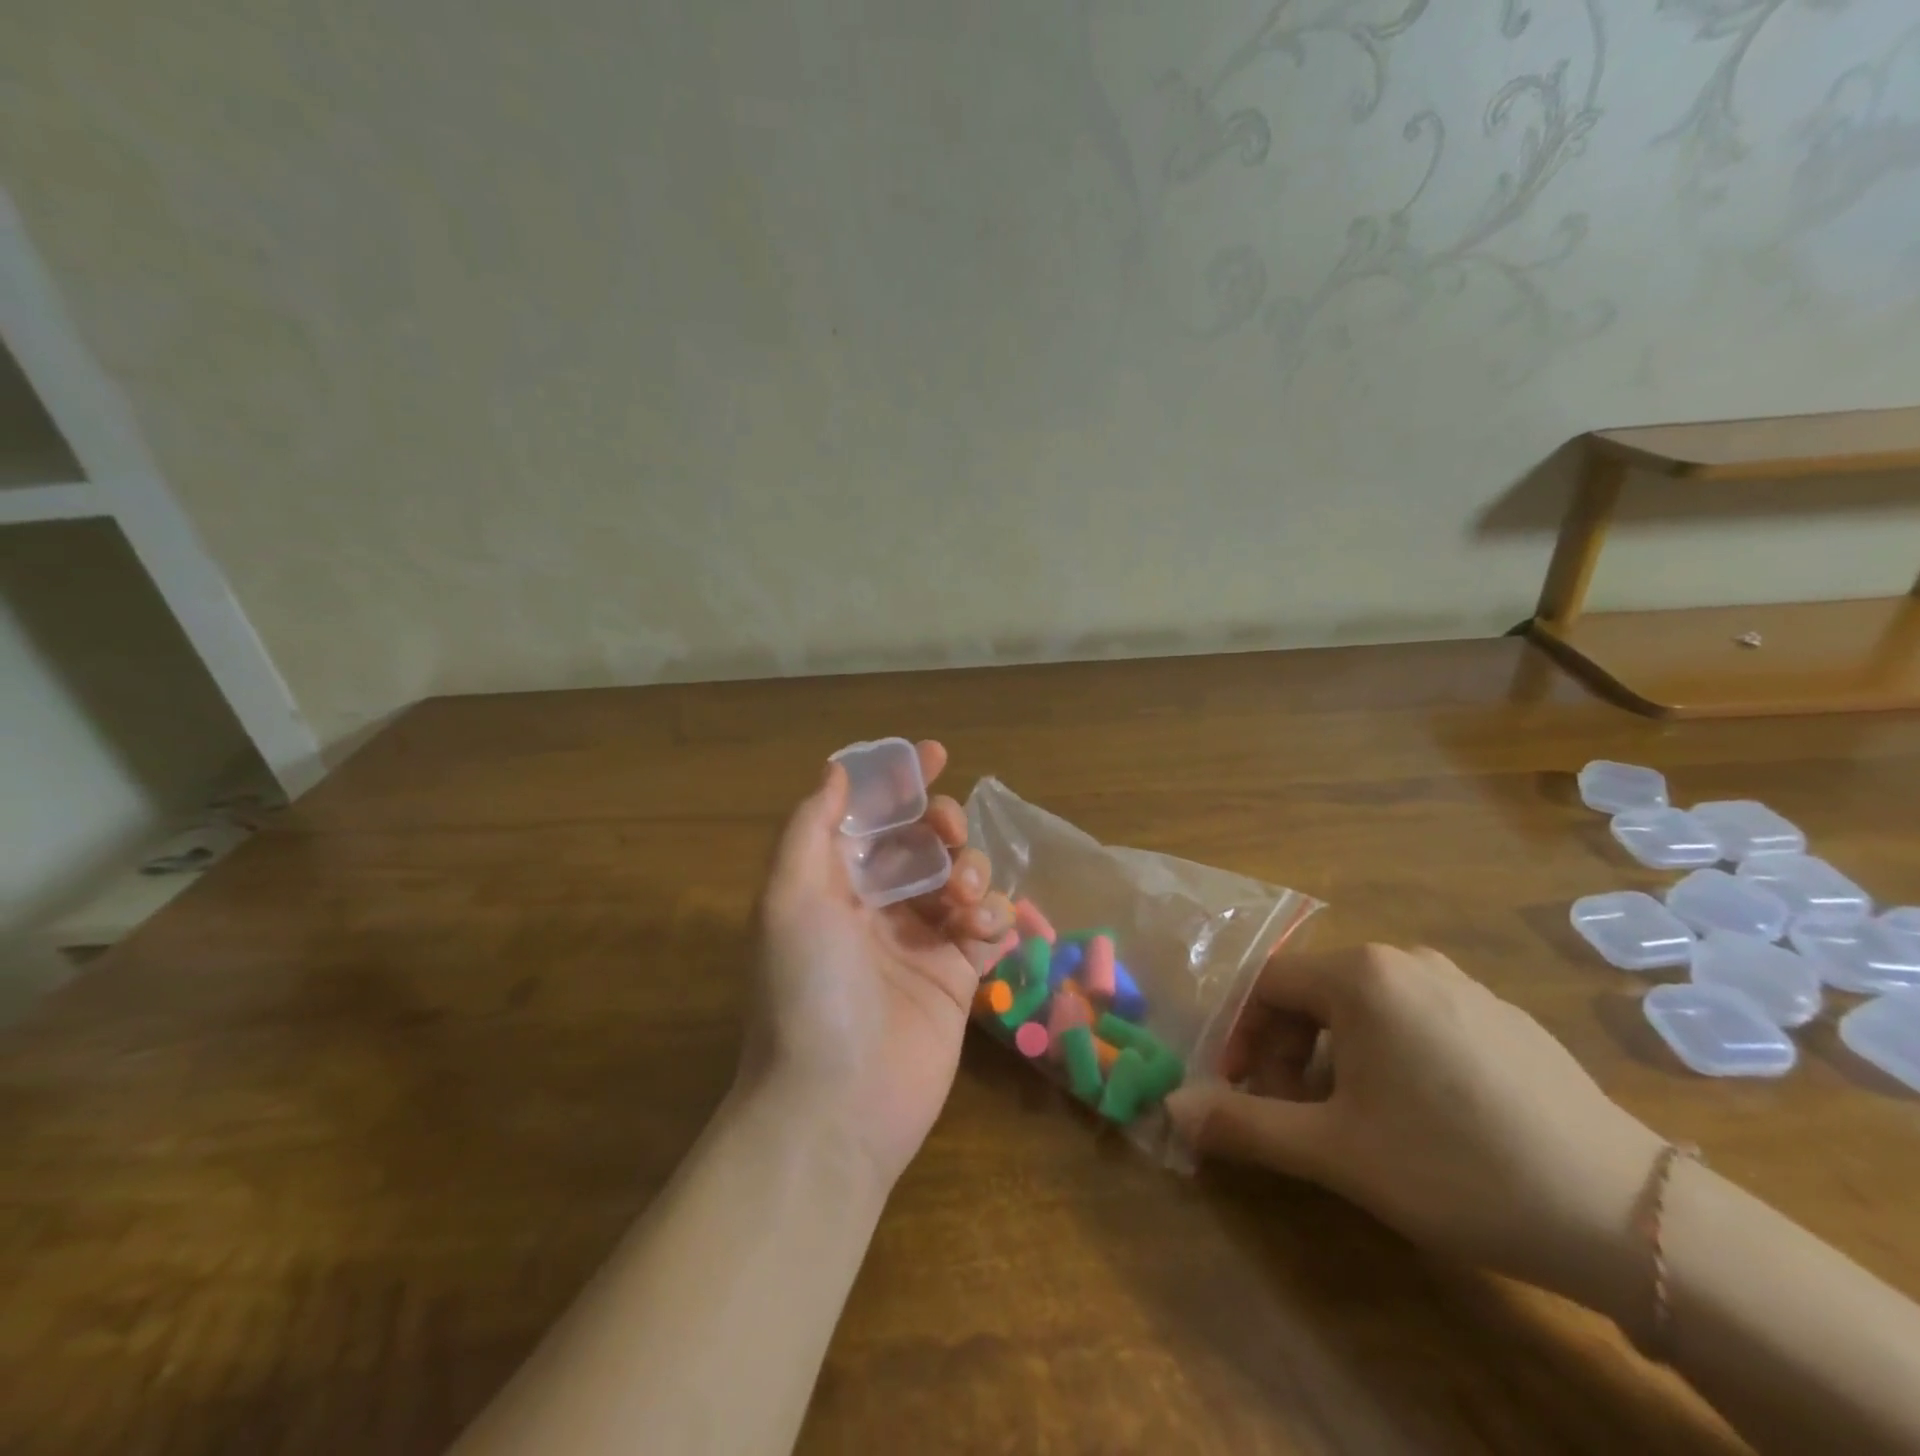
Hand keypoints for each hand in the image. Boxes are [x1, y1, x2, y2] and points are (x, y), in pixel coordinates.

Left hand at [741, 741, 1012, 1187]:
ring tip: (964, 899)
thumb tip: (835, 771)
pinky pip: (986, 923)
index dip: (899, 780)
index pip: (870, 815)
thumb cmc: (808, 991)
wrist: (836, 1107)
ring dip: (971, 869)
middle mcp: (876, 904)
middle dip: (942, 823)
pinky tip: (983, 929)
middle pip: (922, 840)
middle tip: (949, 834)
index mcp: (832, 881)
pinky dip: (992, 913)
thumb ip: (811, 828)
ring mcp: (919, 940)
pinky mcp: (957, 975)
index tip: (936, 754)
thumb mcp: (790, 900)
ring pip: (960, 876)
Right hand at [1167, 944, 1666, 1316]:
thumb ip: (1244, 1125)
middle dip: (1288, 1050)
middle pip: (1314, 992)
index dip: (1242, 1037)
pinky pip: (1416, 1018)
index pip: (1267, 986)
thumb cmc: (1456, 1167)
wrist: (1628, 1216)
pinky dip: (1388, 1053)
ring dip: (1334, 1054)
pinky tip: (1420, 1116)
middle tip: (1294, 1112)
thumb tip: (1172, 1109)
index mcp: (1361, 974)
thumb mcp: (1336, 1152)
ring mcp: (1461, 984)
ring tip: (1352, 1118)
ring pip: (1365, 1007)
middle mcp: (1407, 960)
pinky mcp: (1502, 1016)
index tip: (1242, 1090)